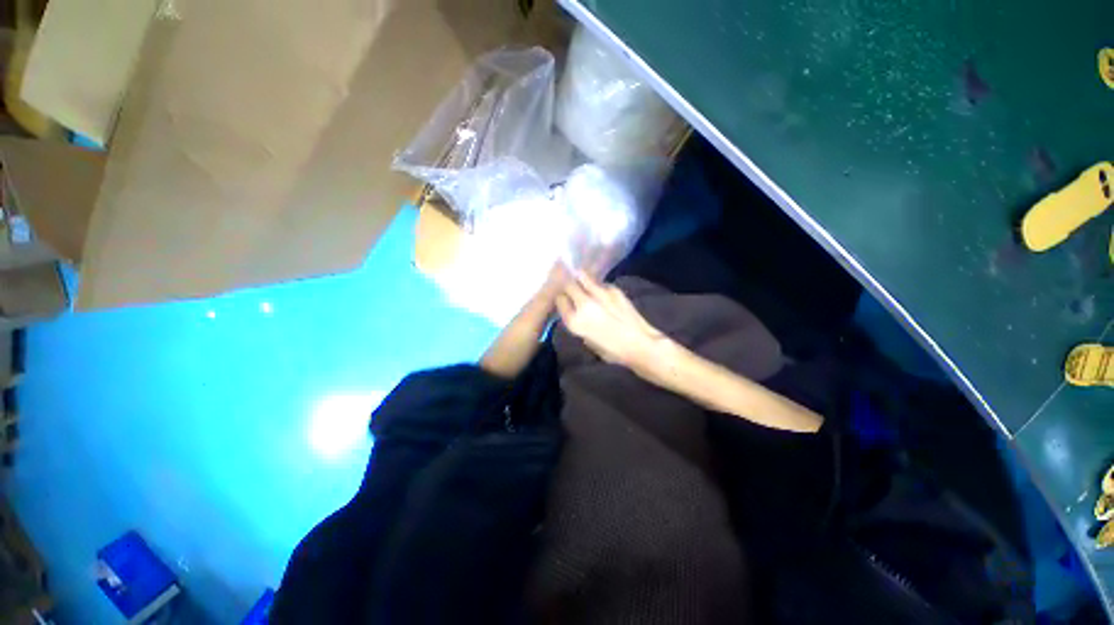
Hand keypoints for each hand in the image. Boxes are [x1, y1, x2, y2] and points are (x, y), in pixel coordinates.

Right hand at [556, 273, 665, 368]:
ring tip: (582, 282)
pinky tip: (602, 293)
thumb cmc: (612, 350)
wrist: (639, 344)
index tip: (564, 301)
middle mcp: (584, 303)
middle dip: (568, 286)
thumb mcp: (588, 341)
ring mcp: (599, 293)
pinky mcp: (614, 289)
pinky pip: (600, 283)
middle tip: (571, 289)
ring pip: (583, 277)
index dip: (561, 299)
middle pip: (568, 285)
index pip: (559, 300)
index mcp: (575, 320)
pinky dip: (598, 286)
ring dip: (581, 280)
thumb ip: (579, 323)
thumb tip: (576, 312)